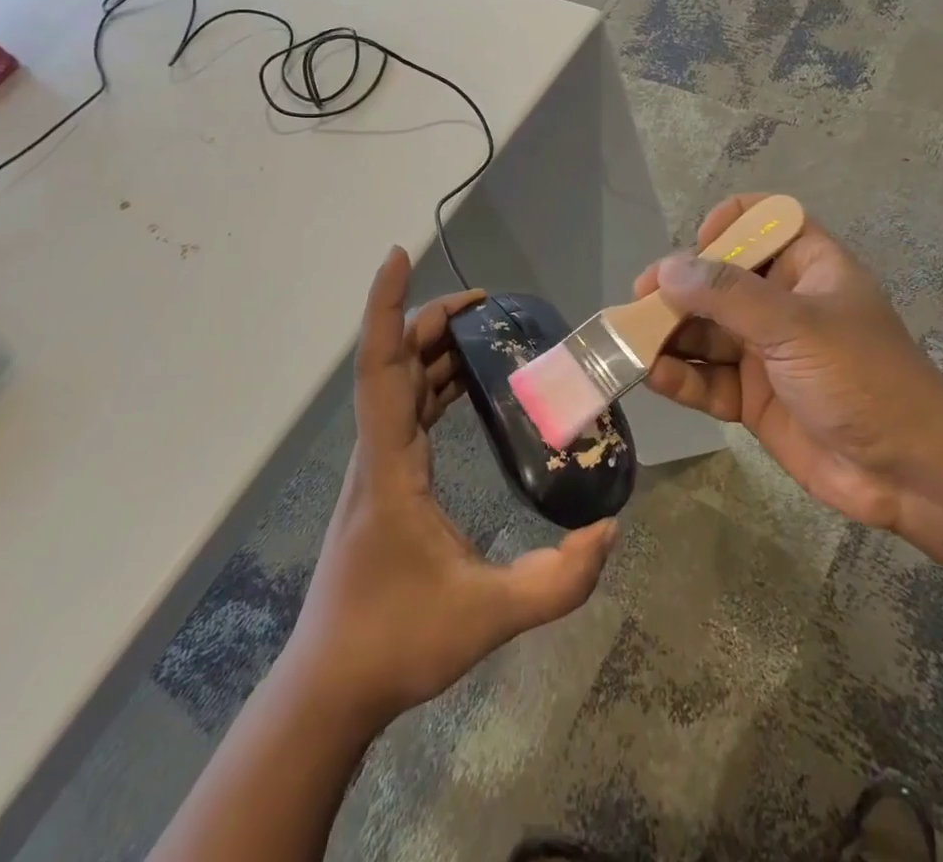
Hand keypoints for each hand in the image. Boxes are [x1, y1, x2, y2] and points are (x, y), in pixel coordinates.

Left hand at [284, 247, 618, 727]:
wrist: (331, 687)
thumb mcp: (486, 617)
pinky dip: (435, 383)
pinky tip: (466, 387)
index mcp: (389, 465)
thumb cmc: (395, 642)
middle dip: (433, 321)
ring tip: (485, 333)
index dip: (385, 307)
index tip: (396, 256)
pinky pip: (407, 409)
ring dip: (435, 350)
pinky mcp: (383, 480)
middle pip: (396, 362)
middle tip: (488, 305)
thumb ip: (556, 582)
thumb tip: (610, 530)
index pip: (382, 367)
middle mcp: (376, 451)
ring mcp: (376, 465)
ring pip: (400, 384)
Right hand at [635, 194, 942, 531]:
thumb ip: (729, 296)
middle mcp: (782, 302)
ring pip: (706, 332)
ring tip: (632, 344)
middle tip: (639, 305)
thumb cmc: (864, 378)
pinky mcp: (754, 397)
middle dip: (679, 291)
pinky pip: (708, 379)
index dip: (727, 224)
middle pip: (719, 280)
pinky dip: (681, 378)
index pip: (762, 221)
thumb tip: (667, 269)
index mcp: (806, 266)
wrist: (910, 475)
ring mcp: (766, 350)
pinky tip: (654, 377)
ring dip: (671, 336)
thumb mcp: (797, 326)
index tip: (697, 248)